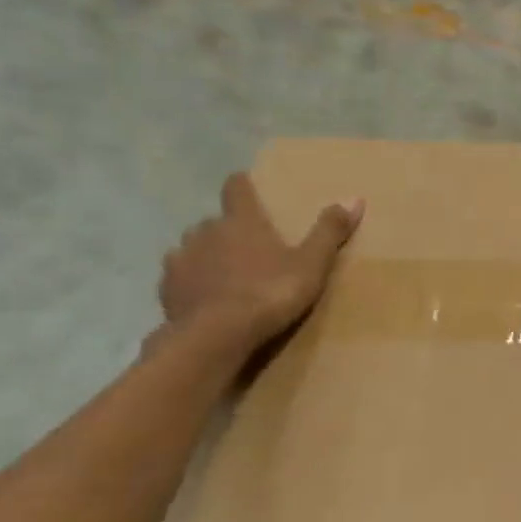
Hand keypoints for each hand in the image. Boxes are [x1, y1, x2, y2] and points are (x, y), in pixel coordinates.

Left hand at [157, 174, 362, 350]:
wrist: (216, 336)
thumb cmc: (269, 293)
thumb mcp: (311, 265)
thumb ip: (329, 232)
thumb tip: (353, 197)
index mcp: (241, 221)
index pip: (236, 188)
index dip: (243, 185)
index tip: (248, 185)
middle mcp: (205, 231)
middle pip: (216, 220)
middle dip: (230, 229)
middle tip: (251, 245)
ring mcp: (181, 258)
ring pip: (194, 246)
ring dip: (208, 253)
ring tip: (227, 272)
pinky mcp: (167, 287)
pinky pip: (179, 275)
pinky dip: (192, 279)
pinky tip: (206, 295)